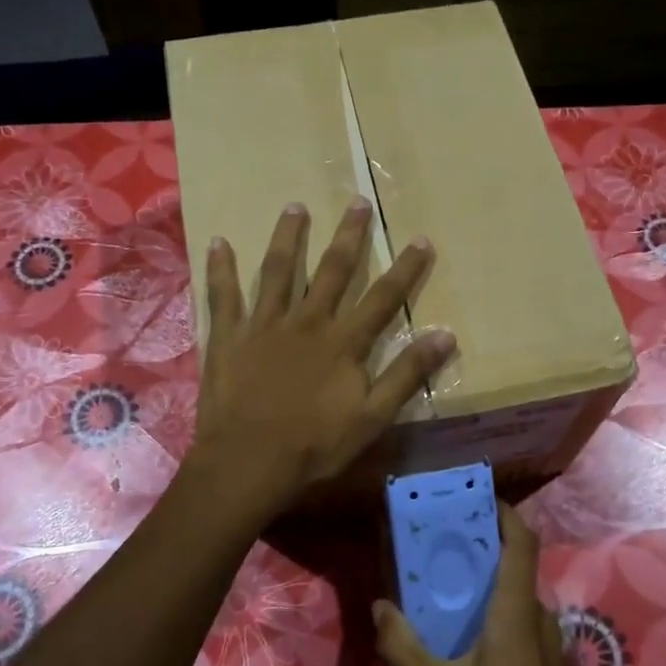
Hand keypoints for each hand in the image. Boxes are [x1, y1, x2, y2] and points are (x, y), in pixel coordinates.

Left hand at [190, 199, 455, 516]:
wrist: (249, 462)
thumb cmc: (314, 446)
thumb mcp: (373, 418)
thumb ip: (407, 374)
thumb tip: (446, 335)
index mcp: (343, 342)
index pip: (382, 298)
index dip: (405, 269)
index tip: (420, 239)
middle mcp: (306, 322)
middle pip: (332, 271)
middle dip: (349, 236)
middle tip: (357, 202)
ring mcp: (264, 325)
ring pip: (278, 271)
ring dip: (288, 237)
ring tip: (295, 207)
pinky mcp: (228, 336)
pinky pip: (223, 295)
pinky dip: (221, 268)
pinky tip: (218, 241)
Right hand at [373, 502, 604, 665]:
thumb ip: (402, 645)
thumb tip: (381, 606)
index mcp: (514, 613)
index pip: (521, 543)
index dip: (505, 513)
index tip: (475, 498)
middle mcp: (536, 618)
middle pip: (516, 564)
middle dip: (483, 543)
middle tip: (442, 537)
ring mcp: (545, 644)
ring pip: (516, 594)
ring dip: (486, 578)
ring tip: (445, 579)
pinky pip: (518, 618)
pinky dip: (493, 606)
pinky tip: (462, 630)